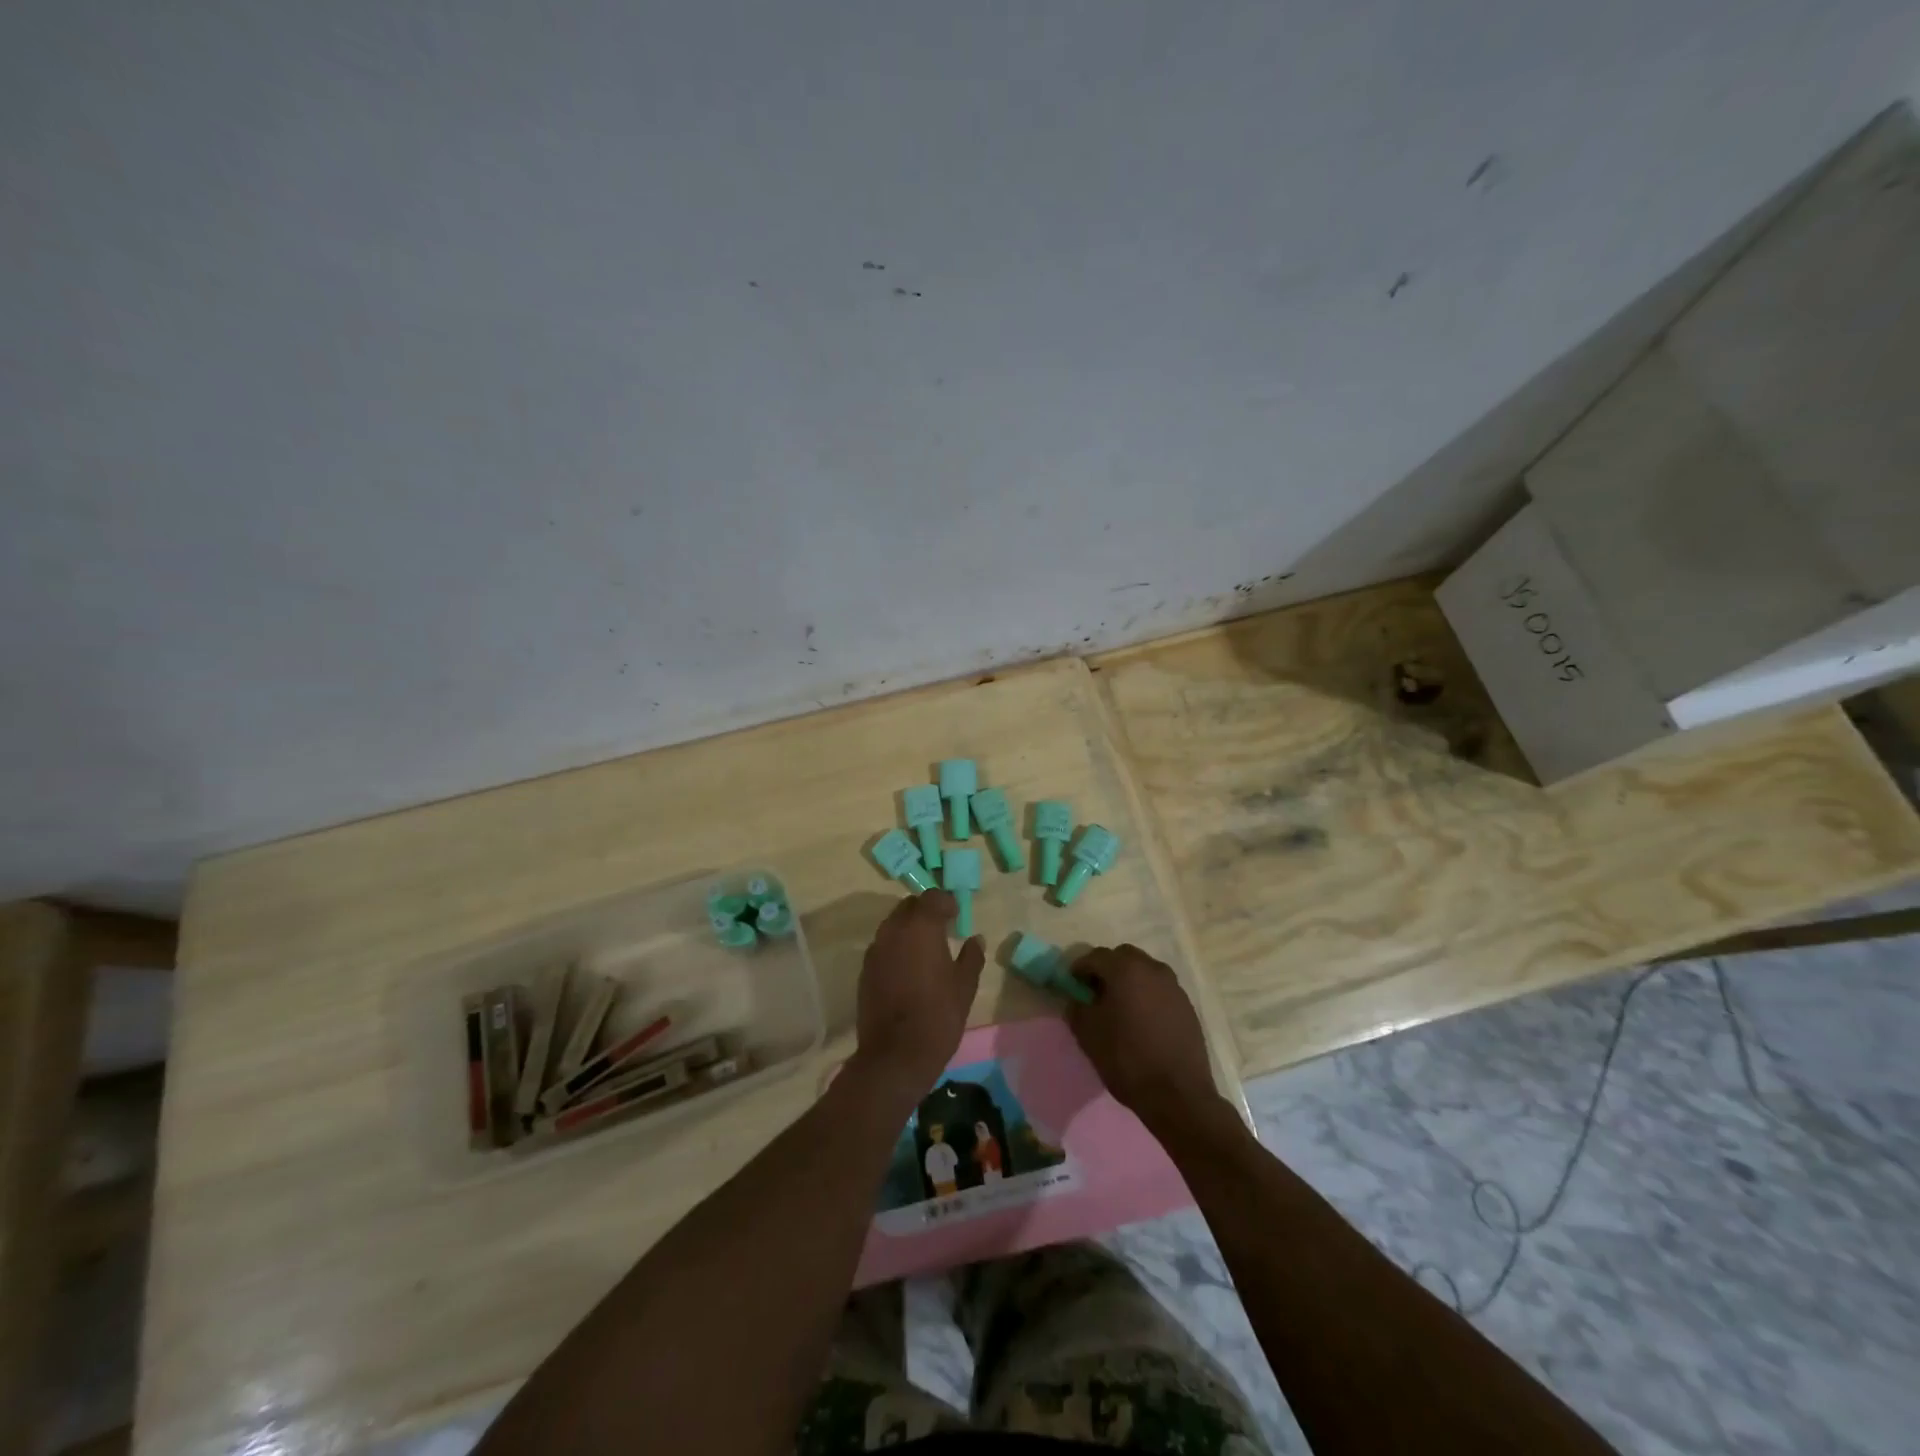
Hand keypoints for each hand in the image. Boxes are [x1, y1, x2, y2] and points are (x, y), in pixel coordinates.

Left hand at [854, 891, 984, 1098]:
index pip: (932, 897)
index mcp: (921, 927)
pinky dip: (896, 948)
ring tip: (925, 949)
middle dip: (925, 911)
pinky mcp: (865, 970)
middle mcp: (894, 930)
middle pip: (909, 906)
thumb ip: (971, 957)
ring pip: (893, 925)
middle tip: (942, 929)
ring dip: (909, 928)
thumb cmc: (938, 1016)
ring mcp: (875, 950)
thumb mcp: (964, 987)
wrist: (895, 1055)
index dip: (946, 903)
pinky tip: (908, 969)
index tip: (957, 916)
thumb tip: (975, 939)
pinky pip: (883, 946)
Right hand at [1068, 945, 1224, 1134]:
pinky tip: (1142, 1022)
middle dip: (1107, 969)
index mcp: (1126, 969)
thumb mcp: (1088, 1034)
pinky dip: (1147, 996)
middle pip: (1123, 957)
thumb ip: (1077, 1007)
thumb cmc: (1126, 1058)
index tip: (1071, 985)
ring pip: (1144, 972)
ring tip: (1121, 1008)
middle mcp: (1152, 969)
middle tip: (1096, 993)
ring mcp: (1174, 987)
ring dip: (1130, 981)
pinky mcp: (1187, 1006)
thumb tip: (1077, 999)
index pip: (1095, 956)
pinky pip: (1160, 991)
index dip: (1079, 968)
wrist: (1177, 1094)